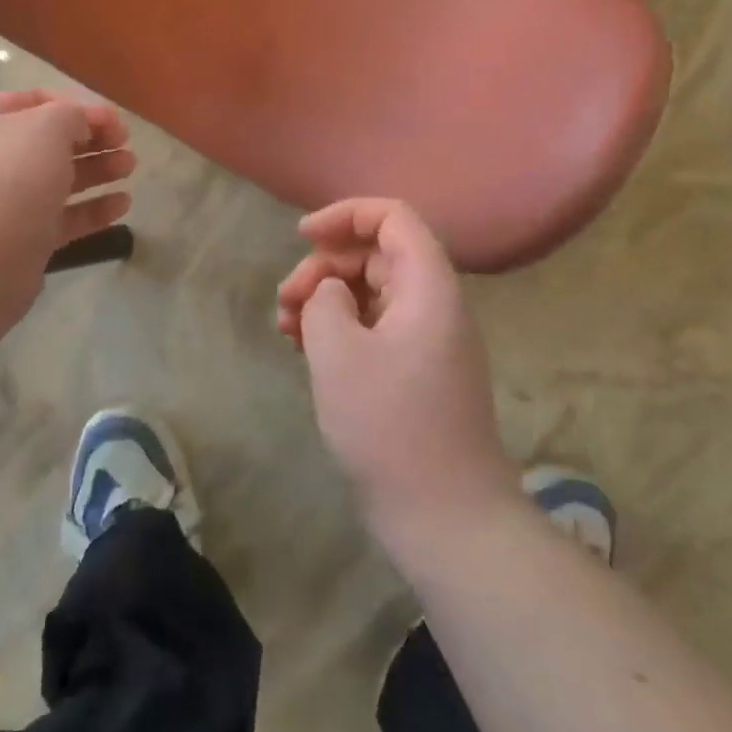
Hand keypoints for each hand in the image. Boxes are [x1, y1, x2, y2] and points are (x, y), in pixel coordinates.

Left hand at [0, 89, 133, 342]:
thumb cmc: (11, 178)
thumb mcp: (47, 126)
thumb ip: (73, 115)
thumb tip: (82, 126)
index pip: (36, 102)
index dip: (76, 105)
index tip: (112, 119)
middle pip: (52, 142)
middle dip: (92, 138)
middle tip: (126, 143)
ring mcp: (11, 202)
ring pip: (61, 179)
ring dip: (98, 170)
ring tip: (129, 167)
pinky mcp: (27, 239)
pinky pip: (66, 217)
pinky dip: (94, 209)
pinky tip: (123, 204)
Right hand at [276, 199, 519, 545]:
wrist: (446, 516)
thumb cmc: (390, 425)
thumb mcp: (339, 352)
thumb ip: (324, 300)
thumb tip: (332, 292)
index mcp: (429, 286)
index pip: (393, 217)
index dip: (346, 215)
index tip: (302, 236)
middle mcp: (435, 304)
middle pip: (377, 255)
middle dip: (324, 267)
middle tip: (285, 302)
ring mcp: (428, 341)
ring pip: (372, 293)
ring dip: (327, 299)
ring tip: (286, 329)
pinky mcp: (417, 374)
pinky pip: (376, 329)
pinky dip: (340, 330)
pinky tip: (306, 351)